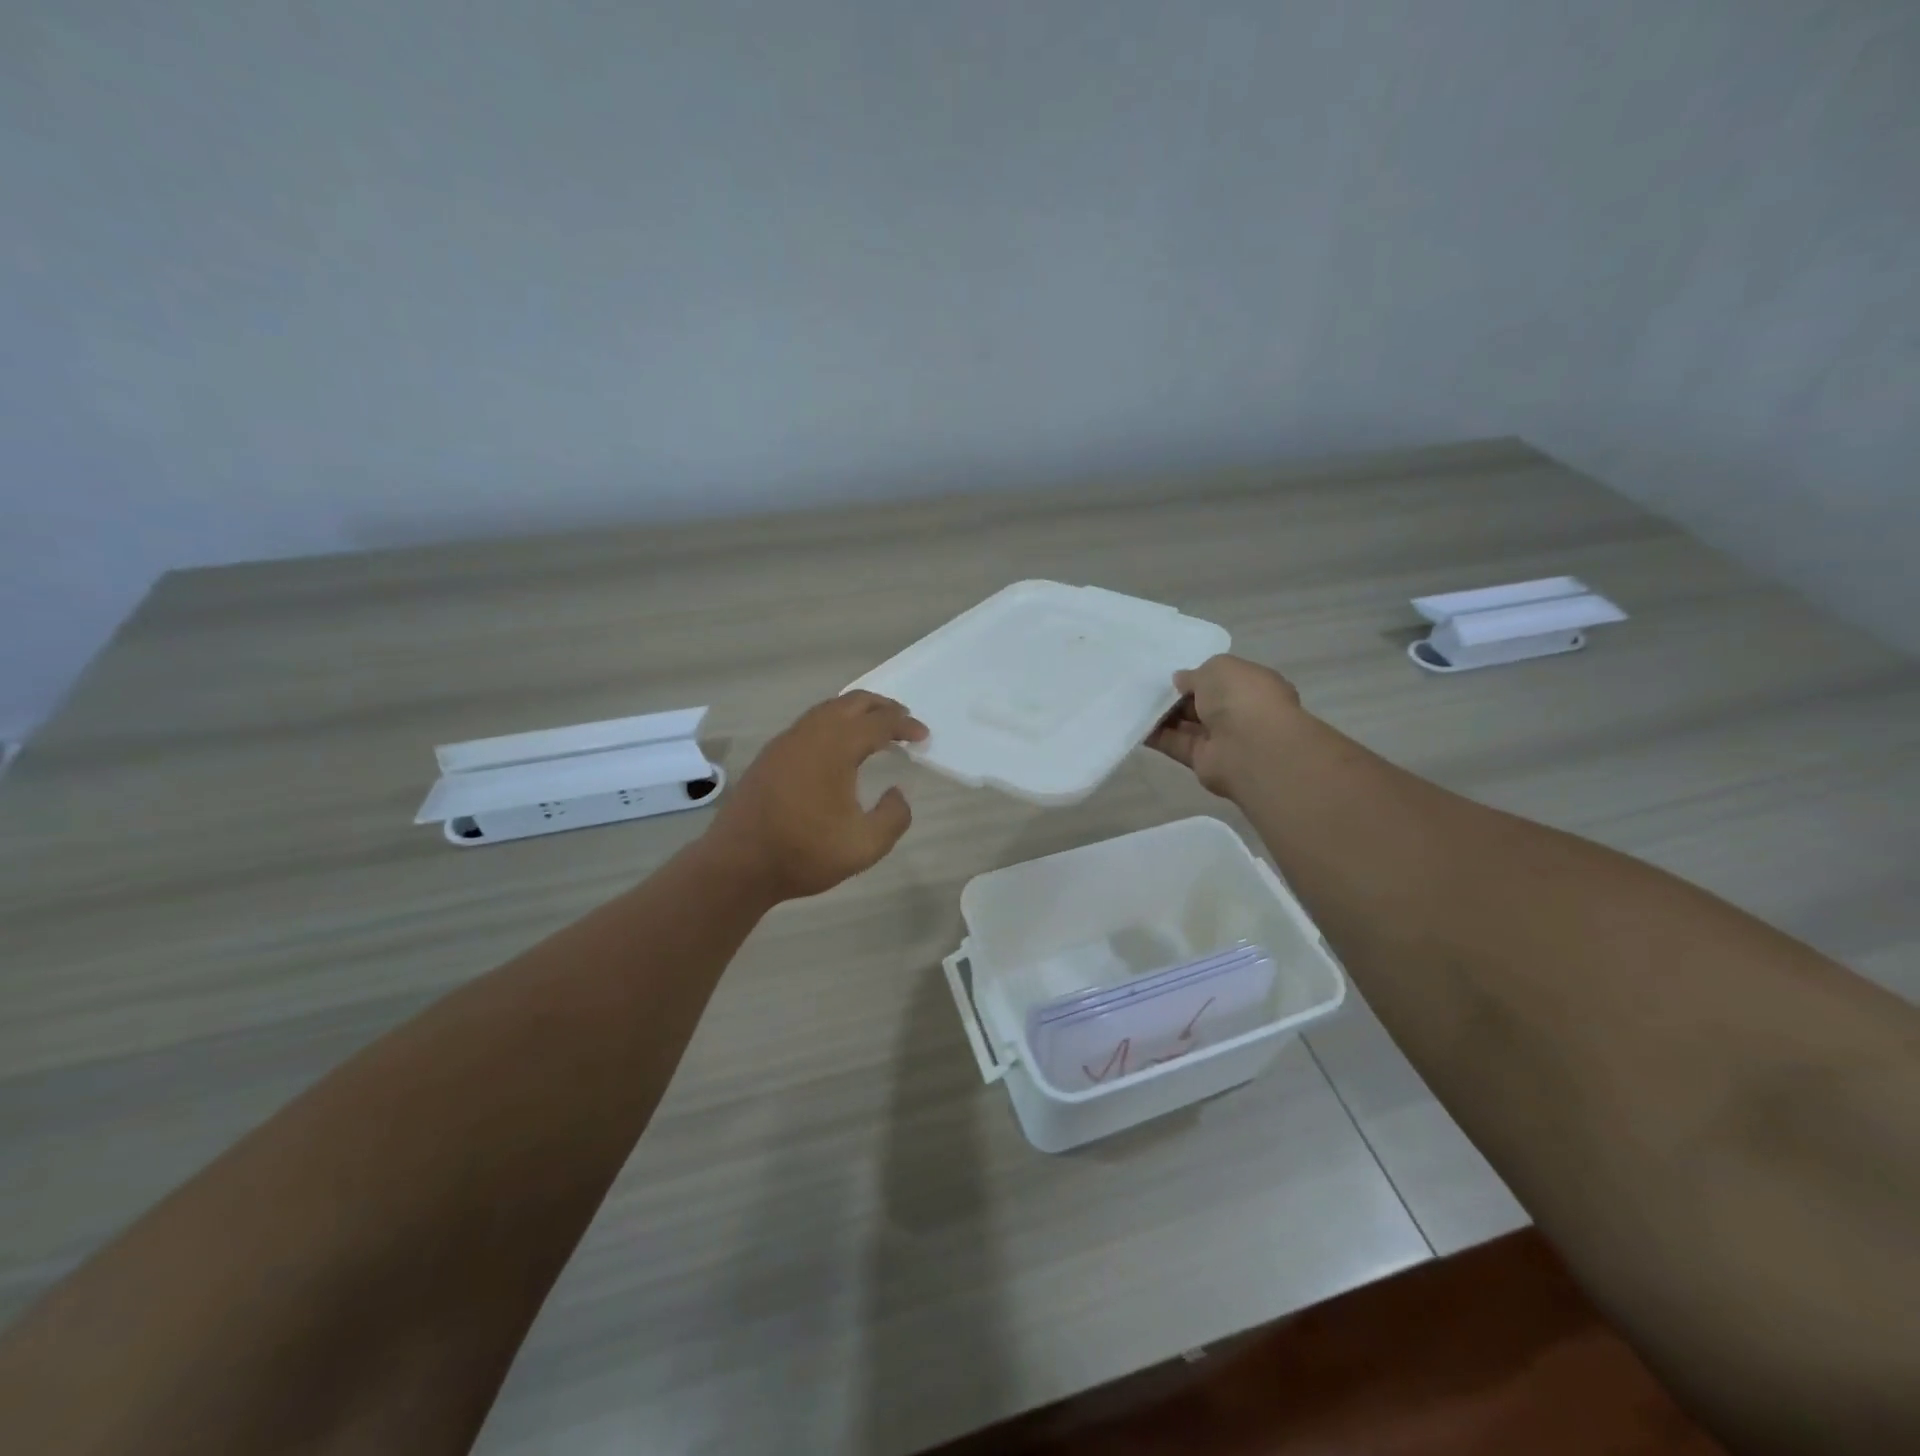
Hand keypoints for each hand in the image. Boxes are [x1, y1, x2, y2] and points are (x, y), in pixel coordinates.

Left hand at [704, 691, 928, 901]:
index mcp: (835, 748)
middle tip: (904, 721)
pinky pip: (810, 723)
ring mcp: (786, 742)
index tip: (924, 736)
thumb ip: (893, 817)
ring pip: (828, 709)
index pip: (879, 723)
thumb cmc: (804, 853)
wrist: (738, 864)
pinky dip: (835, 723)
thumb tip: (897, 793)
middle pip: (852, 703)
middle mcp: (810, 734)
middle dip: (883, 707)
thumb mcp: (865, 846)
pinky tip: (839, 747)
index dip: (905, 725)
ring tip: (876, 729)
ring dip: (856, 713)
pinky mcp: (771, 755)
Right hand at [1147, 654, 1303, 797]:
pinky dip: (1155, 735)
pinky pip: (1174, 744)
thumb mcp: (1218, 668)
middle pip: (1202, 702)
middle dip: (1177, 695)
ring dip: (1162, 715)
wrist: (1250, 748)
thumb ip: (1195, 674)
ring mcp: (1221, 738)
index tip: (1172, 674)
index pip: (1222, 679)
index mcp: (1252, 686)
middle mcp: (1239, 712)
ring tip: (1134, 701)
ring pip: (1186, 724)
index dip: (1198, 676)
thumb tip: (1181, 681)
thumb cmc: (1242, 698)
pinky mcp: (1201, 760)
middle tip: (1147, 686)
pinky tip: (1134, 723)